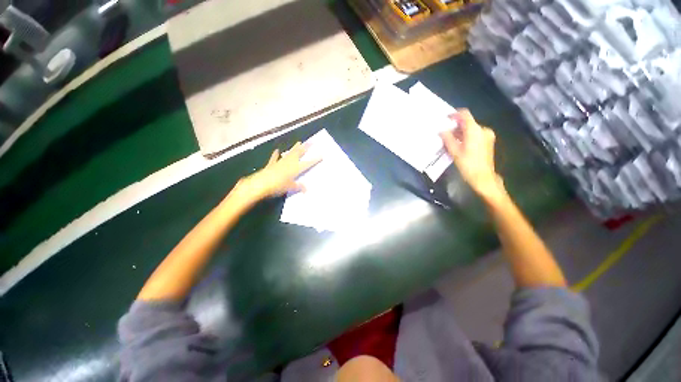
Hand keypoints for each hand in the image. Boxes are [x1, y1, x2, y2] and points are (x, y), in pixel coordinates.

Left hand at [233, 142, 320, 203]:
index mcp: (295, 169)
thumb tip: (307, 190)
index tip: (322, 155)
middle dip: (306, 148)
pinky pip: (275, 159)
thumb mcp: (290, 188)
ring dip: (294, 148)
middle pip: (299, 154)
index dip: (315, 160)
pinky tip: (277, 151)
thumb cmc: (277, 186)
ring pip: (289, 154)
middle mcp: (289, 163)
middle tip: (311, 142)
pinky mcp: (271, 165)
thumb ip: (299, 187)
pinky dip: (276, 155)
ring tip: (299, 142)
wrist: (260, 184)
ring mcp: (280, 163)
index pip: (307, 163)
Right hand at [439, 109, 503, 199]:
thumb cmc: (468, 164)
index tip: (445, 118)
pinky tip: (458, 144)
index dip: (454, 115)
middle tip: (444, 133)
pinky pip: (474, 134)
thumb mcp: (454, 152)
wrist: (483, 177)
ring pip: (470, 129)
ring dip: (460, 132)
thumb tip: (441, 131)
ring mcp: (487, 136)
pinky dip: (465, 137)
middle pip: (468, 123)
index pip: (465, 115)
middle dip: (455, 126)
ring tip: (449, 140)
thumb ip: (447, 139)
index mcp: (475, 130)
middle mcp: (483, 130)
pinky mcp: (487, 141)